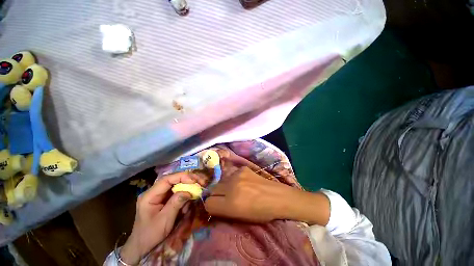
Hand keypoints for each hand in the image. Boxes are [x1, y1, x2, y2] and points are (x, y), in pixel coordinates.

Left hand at [120, 172, 202, 264]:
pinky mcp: (164, 199)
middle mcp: (154, 191)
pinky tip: (192, 196)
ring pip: (176, 184)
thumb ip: (176, 203)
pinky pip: (177, 191)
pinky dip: (186, 192)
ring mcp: (159, 195)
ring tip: (200, 186)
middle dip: (188, 179)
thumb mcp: (164, 220)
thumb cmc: (151, 235)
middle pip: (173, 179)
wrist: (142, 247)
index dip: (182, 177)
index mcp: (150, 195)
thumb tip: (189, 191)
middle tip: (201, 181)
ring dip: (189, 184)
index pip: (167, 179)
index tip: (194, 180)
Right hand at [205, 166, 292, 222]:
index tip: (217, 206)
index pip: (208, 203)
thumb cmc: (262, 212)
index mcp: (231, 204)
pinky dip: (234, 179)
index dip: (212, 206)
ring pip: (221, 181)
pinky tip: (244, 182)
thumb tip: (214, 205)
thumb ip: (225, 211)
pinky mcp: (242, 168)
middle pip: (213, 190)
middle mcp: (231, 187)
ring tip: (235, 189)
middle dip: (217, 195)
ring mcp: (237, 175)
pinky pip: (232, 174)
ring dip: (225, 186)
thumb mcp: (241, 218)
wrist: (277, 197)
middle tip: (225, 197)